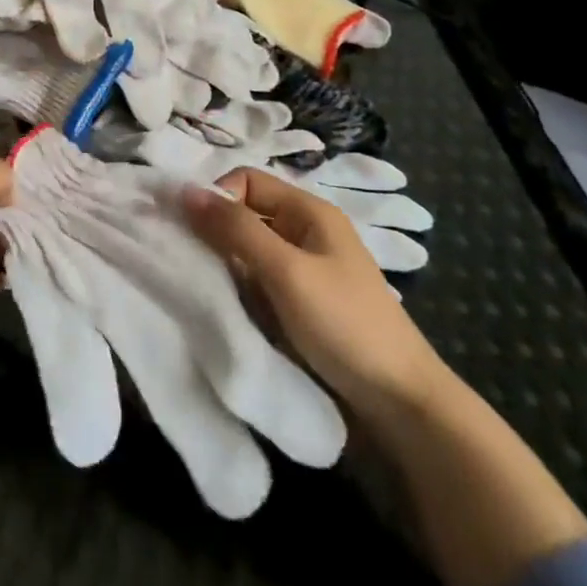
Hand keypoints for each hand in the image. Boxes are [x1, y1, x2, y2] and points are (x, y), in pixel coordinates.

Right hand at [183, 168, 446, 421]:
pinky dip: (239, 288)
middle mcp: (305, 232)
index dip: (217, 197)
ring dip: (225, 263)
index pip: (247, 180)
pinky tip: (226, 306)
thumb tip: (184, 189)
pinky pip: (258, 281)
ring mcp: (304, 270)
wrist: (402, 405)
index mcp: (309, 211)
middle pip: (246, 213)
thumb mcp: (286, 271)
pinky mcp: (301, 304)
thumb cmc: (345, 326)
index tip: (193, 232)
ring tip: (203, 285)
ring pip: (248, 250)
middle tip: (187, 260)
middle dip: (215, 231)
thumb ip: (236, 229)